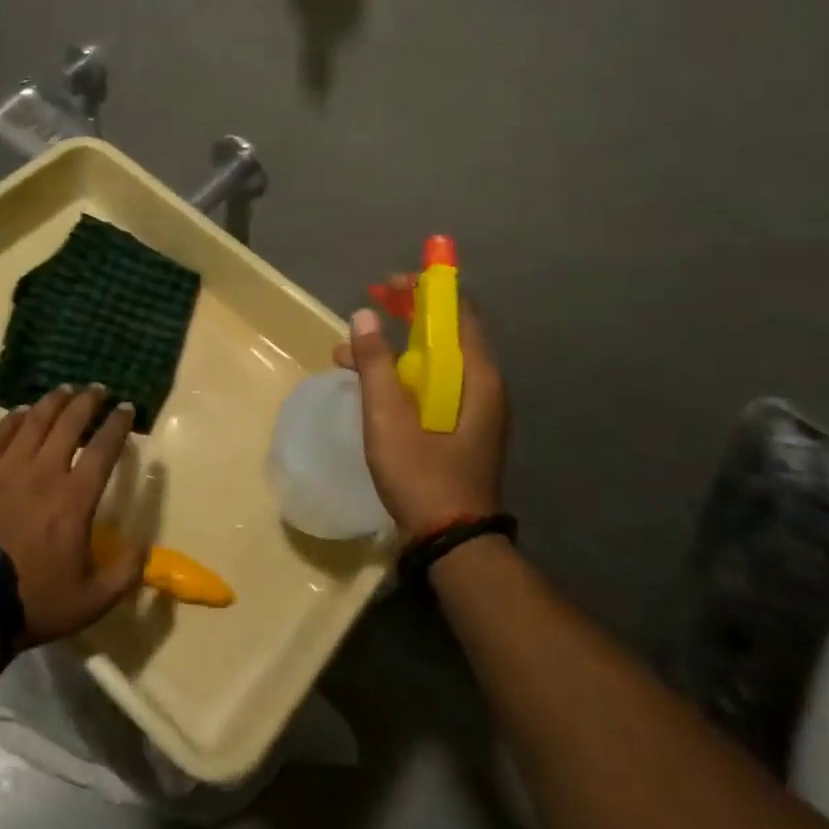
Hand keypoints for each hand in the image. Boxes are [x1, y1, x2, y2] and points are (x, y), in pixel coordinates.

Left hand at [0, 387, 147, 646]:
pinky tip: (22, 411)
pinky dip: (14, 418)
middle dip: (88, 402)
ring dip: (53, 402)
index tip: (126, 408)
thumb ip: (125, 573)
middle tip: (98, 389)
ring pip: (35, 421)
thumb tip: (145, 547)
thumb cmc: (31, 601)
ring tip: (65, 390)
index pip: (104, 449)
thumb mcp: (91, 601)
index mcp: (75, 498)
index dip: (118, 424)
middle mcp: (44, 472)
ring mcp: (7, 469)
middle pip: (70, 423)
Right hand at [333, 284, 507, 539]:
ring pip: (434, 361)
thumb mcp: (388, 418)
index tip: (385, 285)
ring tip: (346, 354)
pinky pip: (432, 385)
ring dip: (394, 350)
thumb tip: (362, 316)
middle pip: (445, 332)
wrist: (452, 543)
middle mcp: (482, 385)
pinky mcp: (461, 428)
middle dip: (404, 316)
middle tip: (367, 308)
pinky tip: (367, 386)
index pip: (456, 310)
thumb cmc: (423, 476)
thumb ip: (375, 364)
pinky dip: (401, 376)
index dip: (423, 288)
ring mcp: (473, 408)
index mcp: (476, 375)